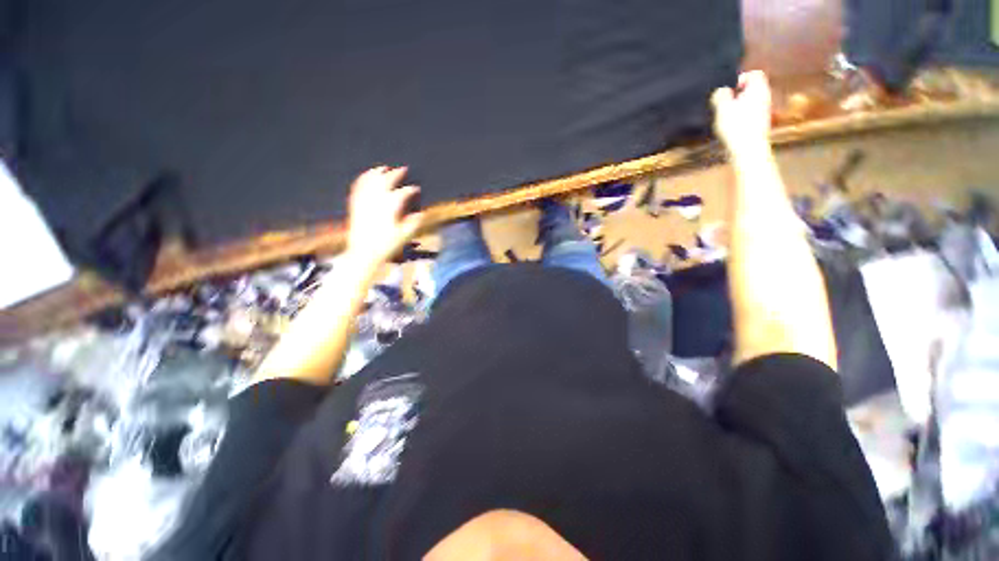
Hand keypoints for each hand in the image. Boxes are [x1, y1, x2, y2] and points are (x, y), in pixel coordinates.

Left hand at [345, 166, 423, 269]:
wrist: (364, 253)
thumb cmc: (387, 245)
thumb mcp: (405, 236)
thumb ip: (414, 223)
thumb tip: (422, 214)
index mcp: (390, 207)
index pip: (403, 193)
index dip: (411, 190)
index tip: (416, 189)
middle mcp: (377, 200)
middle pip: (387, 181)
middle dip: (396, 174)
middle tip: (403, 169)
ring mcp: (364, 201)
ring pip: (371, 181)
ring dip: (378, 172)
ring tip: (383, 167)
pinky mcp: (355, 205)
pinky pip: (358, 187)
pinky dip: (363, 179)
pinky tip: (366, 177)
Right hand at [711, 70, 772, 154]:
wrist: (749, 148)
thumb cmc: (736, 126)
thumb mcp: (722, 108)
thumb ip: (720, 95)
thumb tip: (721, 90)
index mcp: (758, 88)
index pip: (754, 74)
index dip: (740, 78)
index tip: (729, 91)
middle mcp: (765, 96)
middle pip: (752, 88)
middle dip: (737, 94)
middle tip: (725, 105)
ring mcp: (765, 111)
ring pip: (751, 102)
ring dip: (738, 107)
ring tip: (726, 117)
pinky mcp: (761, 123)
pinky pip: (750, 113)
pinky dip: (741, 116)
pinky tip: (732, 127)